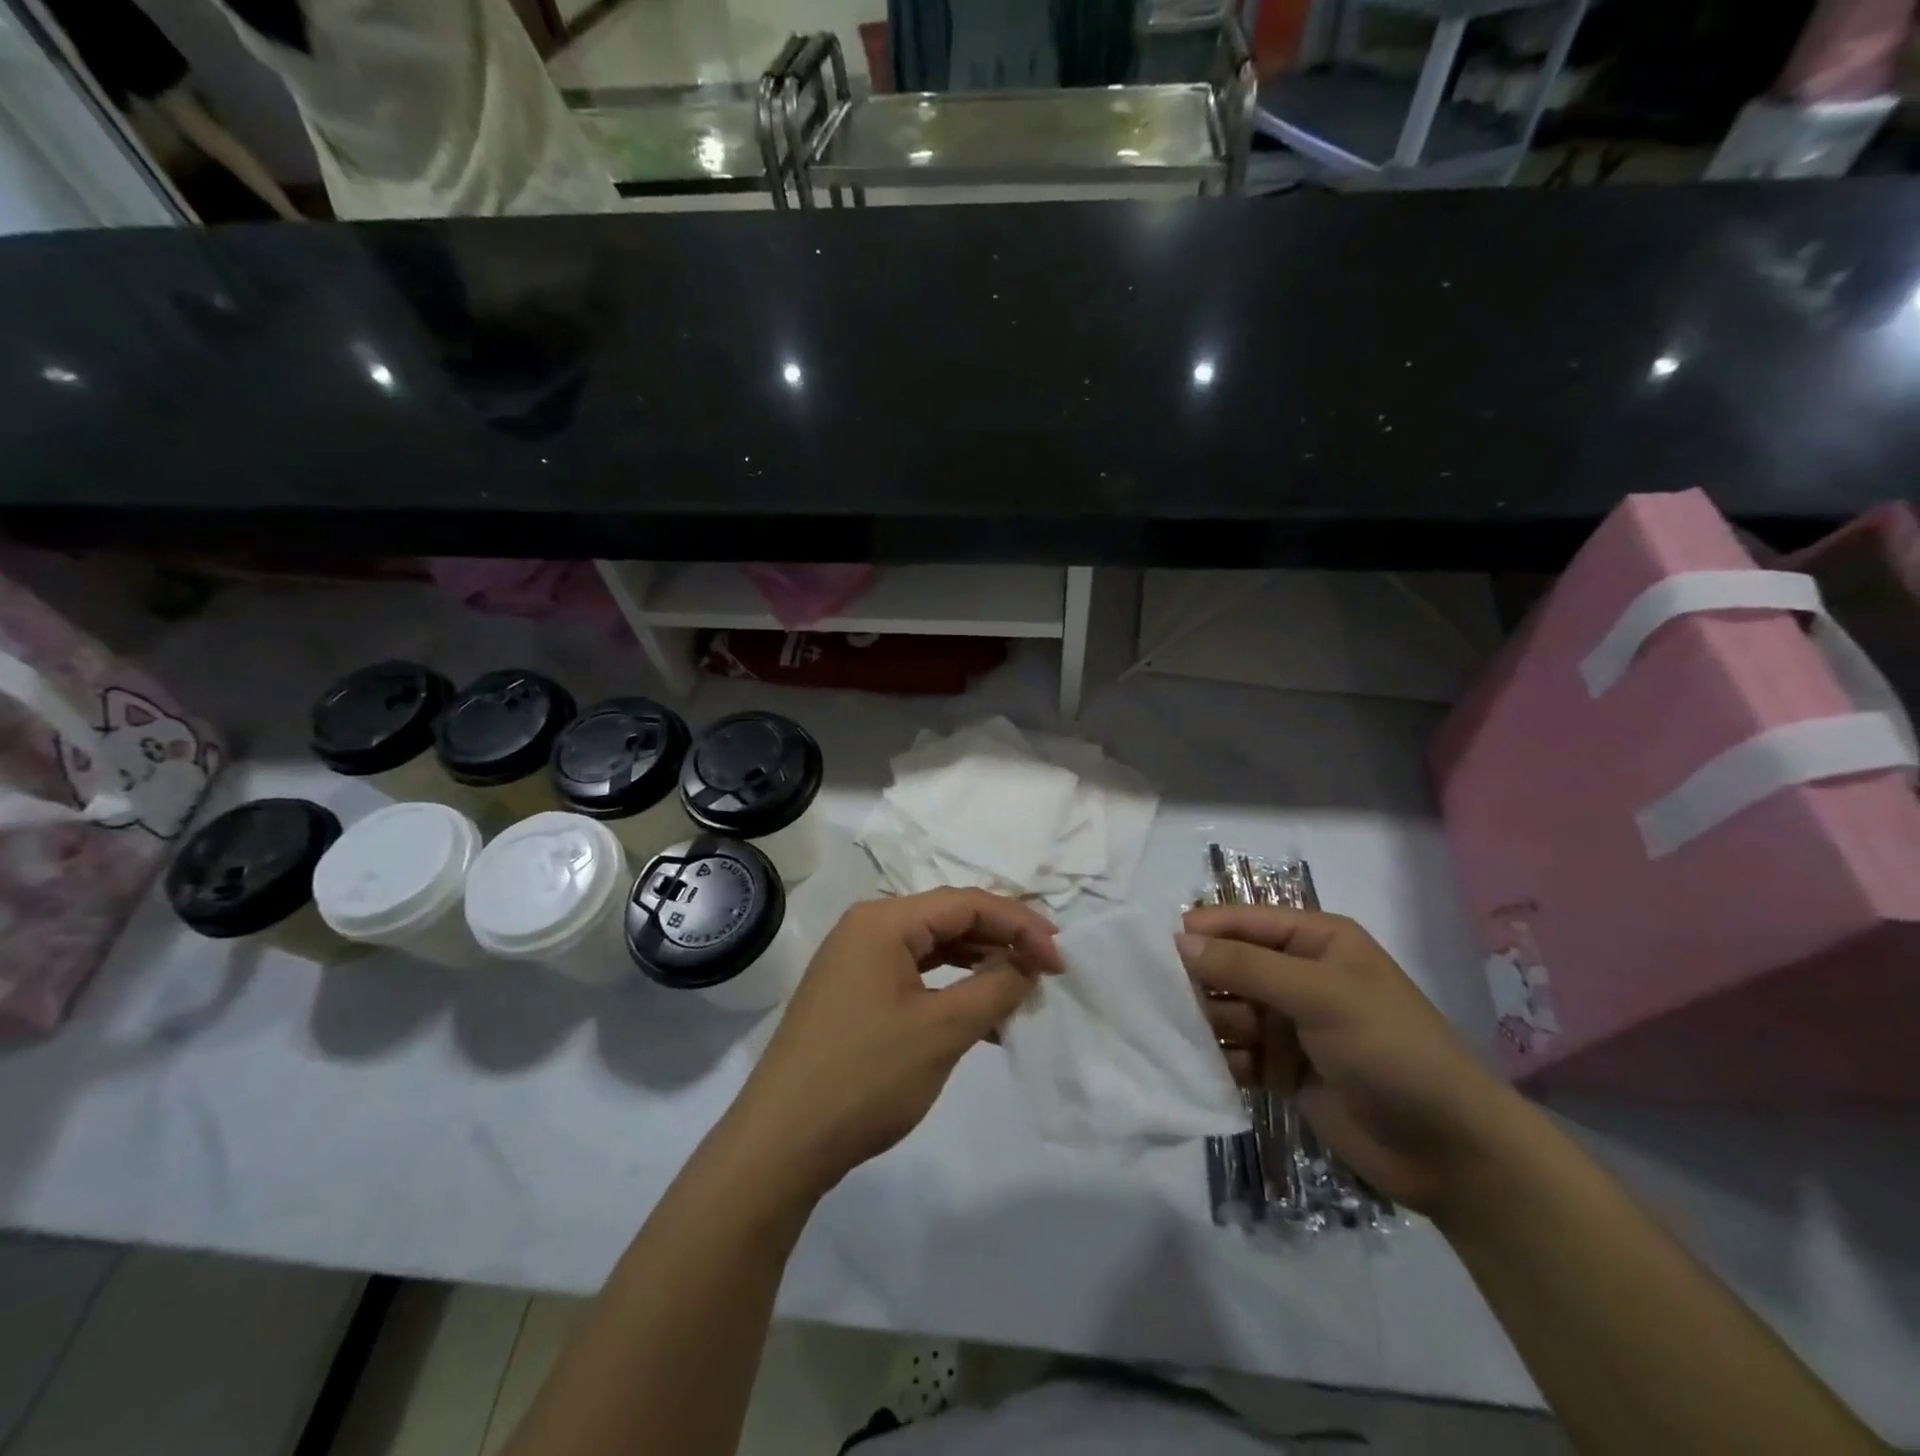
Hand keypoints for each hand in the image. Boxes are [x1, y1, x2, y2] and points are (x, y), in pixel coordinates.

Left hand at [729, 890, 1061, 1197]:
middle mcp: (867, 929)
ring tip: (1020, 994)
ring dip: (978, 967)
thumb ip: (994, 987)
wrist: (781, 1143)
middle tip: (1046, 971)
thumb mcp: (942, 1030)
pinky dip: (951, 991)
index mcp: (883, 921)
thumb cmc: (865, 1076)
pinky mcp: (854, 995)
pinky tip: (982, 1019)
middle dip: (1001, 942)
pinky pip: (915, 977)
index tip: (1059, 959)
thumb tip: (1029, 962)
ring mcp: (856, 962)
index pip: (966, 903)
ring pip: (933, 950)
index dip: (1019, 924)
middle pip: (949, 920)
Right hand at [1178, 906, 1518, 1213]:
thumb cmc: (1391, 1051)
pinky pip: (1234, 1054)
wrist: (1451, 1152)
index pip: (1243, 922)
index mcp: (1314, 940)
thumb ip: (1248, 967)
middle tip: (1160, 1002)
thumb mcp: (1321, 996)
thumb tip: (1179, 941)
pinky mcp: (1282, 1069)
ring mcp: (1289, 1024)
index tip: (1152, 950)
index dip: (1200, 931)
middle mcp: (1297, 975)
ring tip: (1179, 1041)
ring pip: (1226, 1011)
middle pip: (1228, 967)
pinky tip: (1198, 1072)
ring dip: (1202, 1024)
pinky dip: (1216, 1060)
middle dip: (1197, 982)